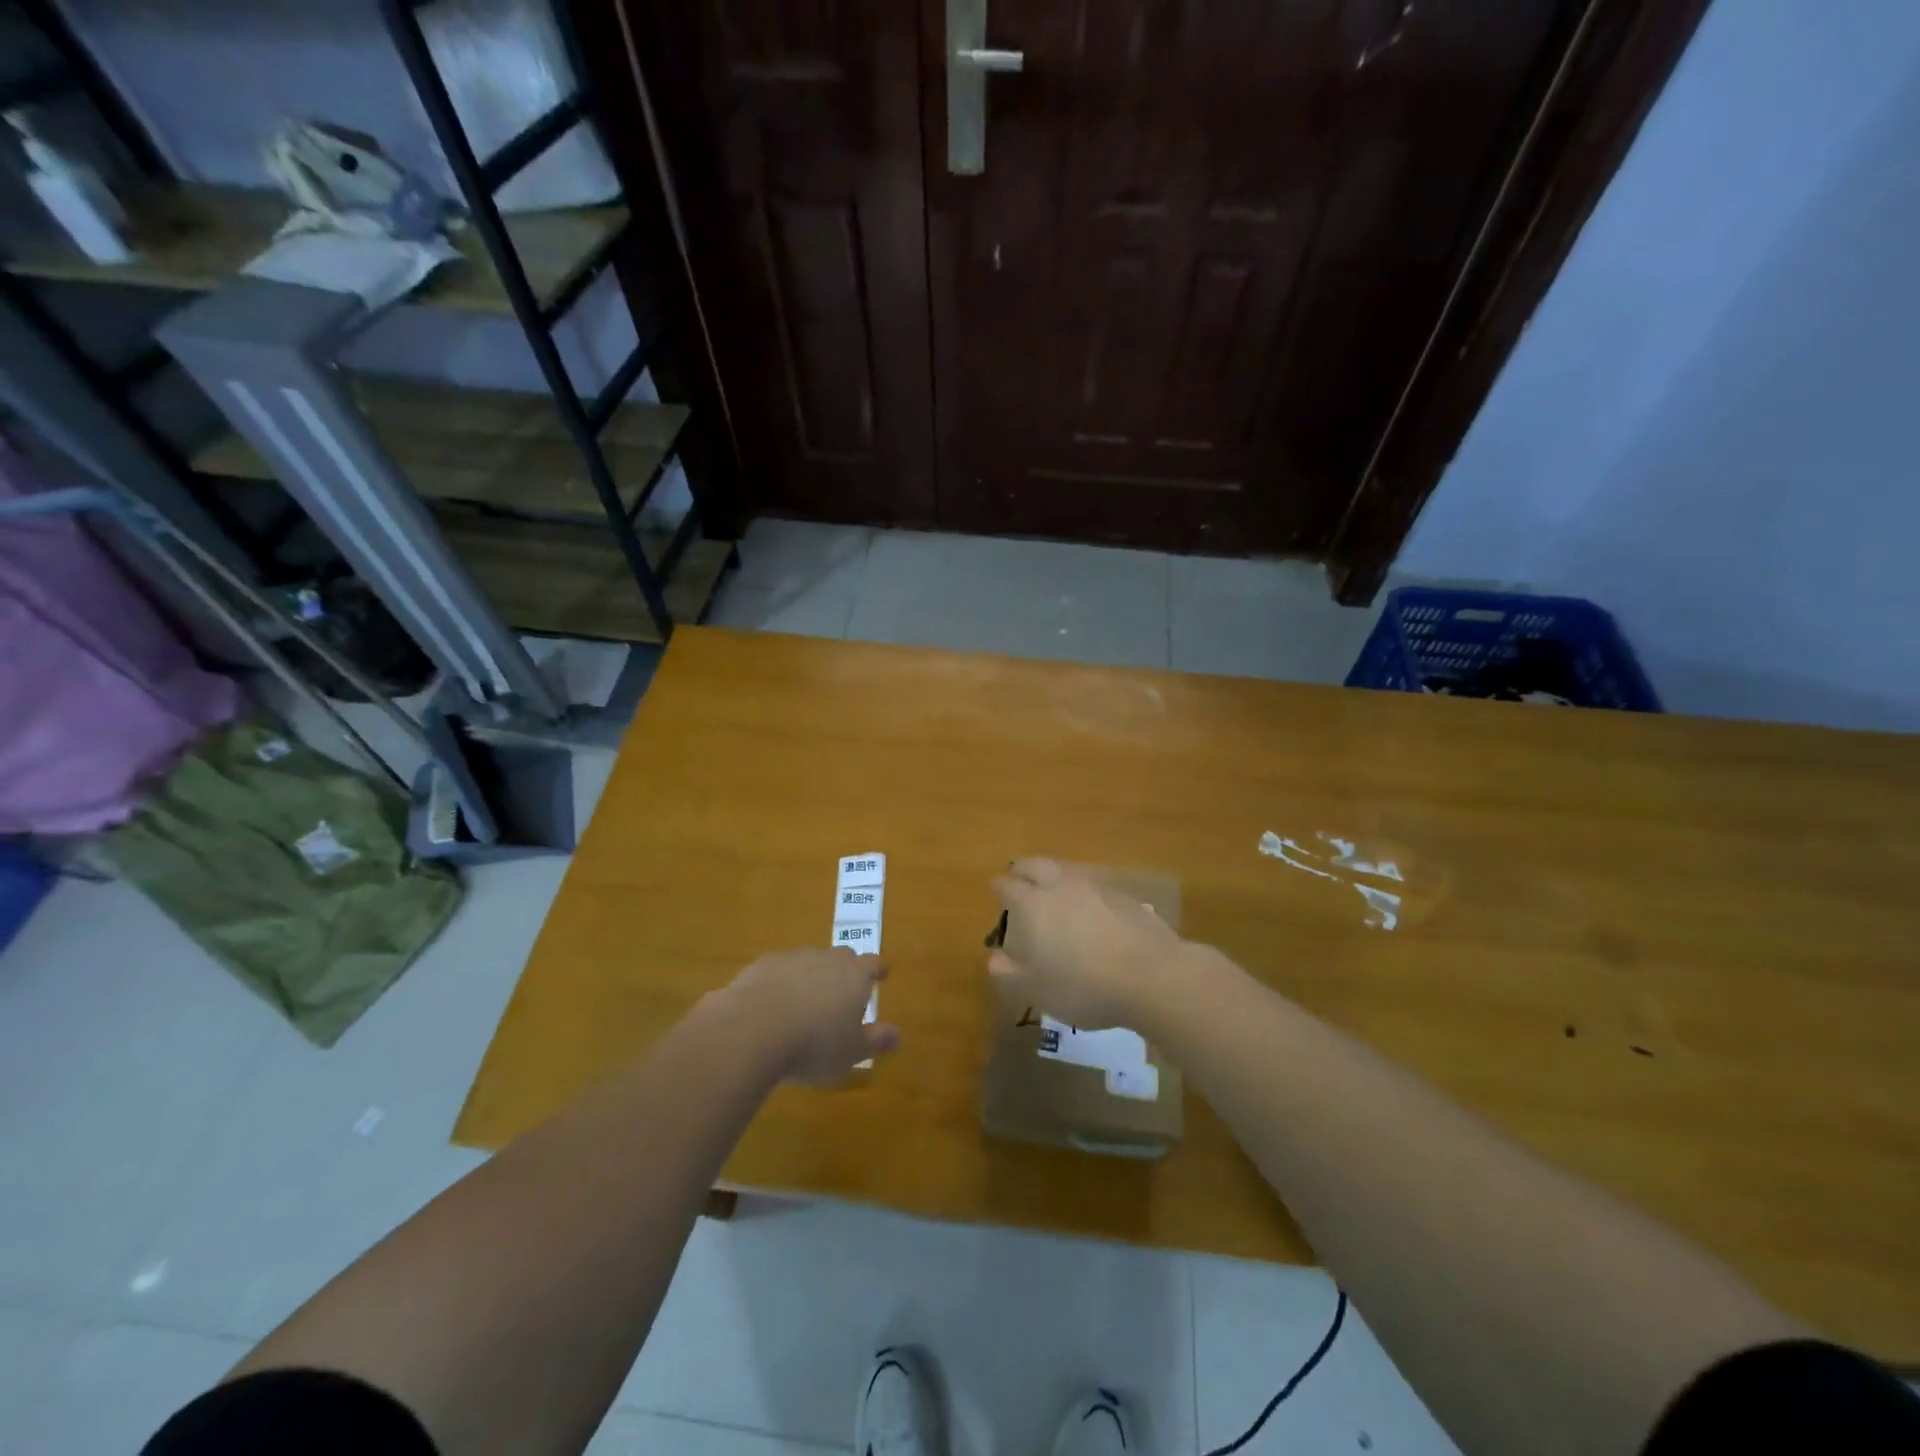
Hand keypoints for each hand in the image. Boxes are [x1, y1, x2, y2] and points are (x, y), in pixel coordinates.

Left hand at [721, 947, 898, 1084]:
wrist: (754, 1028)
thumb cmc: (814, 1044)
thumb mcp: (851, 1052)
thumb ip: (875, 1040)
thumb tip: (897, 1034)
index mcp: (854, 976)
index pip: (873, 964)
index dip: (878, 969)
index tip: (882, 973)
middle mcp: (826, 959)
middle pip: (842, 956)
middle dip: (845, 969)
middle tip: (843, 988)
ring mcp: (792, 958)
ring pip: (809, 961)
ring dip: (811, 975)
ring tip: (805, 1000)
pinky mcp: (762, 966)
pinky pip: (778, 970)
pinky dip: (780, 982)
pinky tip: (773, 1003)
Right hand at [989, 857, 1184, 1027]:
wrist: (1151, 975)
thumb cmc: (1083, 986)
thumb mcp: (1037, 990)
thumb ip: (1010, 972)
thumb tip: (994, 957)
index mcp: (1033, 905)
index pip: (1008, 886)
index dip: (1000, 887)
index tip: (996, 890)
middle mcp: (1061, 887)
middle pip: (1036, 865)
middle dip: (1023, 869)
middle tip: (1018, 875)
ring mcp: (1095, 887)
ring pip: (1066, 871)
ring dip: (1054, 876)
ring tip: (1053, 891)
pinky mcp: (1123, 896)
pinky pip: (1094, 886)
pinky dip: (1084, 892)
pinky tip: (1090, 909)